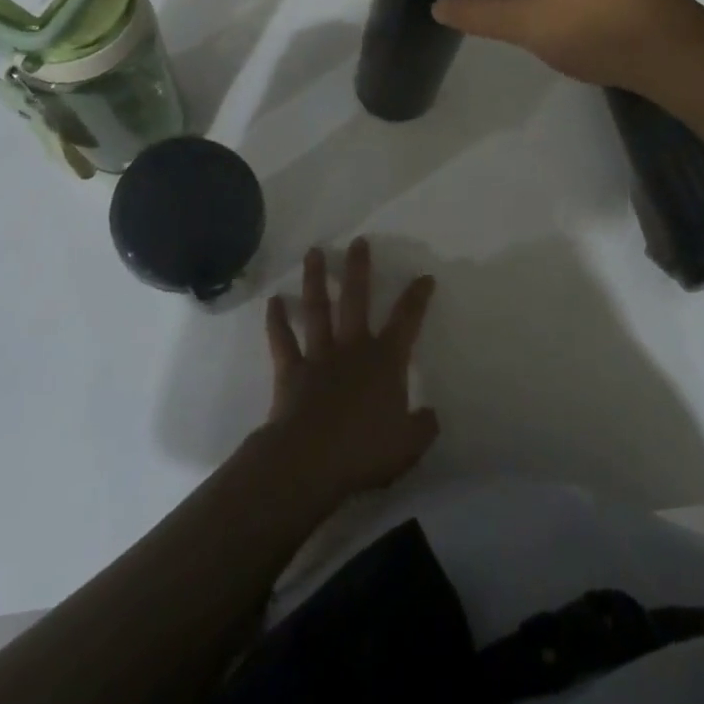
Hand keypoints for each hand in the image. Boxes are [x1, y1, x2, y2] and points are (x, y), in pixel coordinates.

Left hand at [263, 238, 439, 502]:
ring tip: (313, 252)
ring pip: (318, 309)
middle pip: (357, 299)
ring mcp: (319, 356)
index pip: (407, 321)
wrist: (311, 461)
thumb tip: (431, 414)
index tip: (424, 276)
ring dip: (315, 279)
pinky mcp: (291, 370)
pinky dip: (276, 320)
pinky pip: (282, 340)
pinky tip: (273, 301)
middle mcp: (353, 348)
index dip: (417, 297)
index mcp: (386, 362)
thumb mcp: (409, 445)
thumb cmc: (365, 452)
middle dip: (359, 269)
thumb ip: (424, 426)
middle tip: (358, 242)